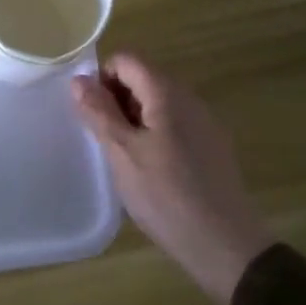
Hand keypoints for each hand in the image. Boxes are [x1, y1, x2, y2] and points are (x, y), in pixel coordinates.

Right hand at [72, 54, 273, 304]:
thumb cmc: (167, 196)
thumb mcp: (122, 153)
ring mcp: (204, 121)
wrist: (226, 245)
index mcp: (166, 92)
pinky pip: (175, 123)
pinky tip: (153, 170)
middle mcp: (188, 97)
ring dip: (135, 118)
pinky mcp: (212, 145)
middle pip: (143, 77)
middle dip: (117, 99)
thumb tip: (79, 79)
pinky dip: (155, 133)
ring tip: (127, 158)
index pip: (126, 59)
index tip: (93, 115)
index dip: (102, 78)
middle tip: (106, 140)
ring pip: (158, 102)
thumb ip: (99, 112)